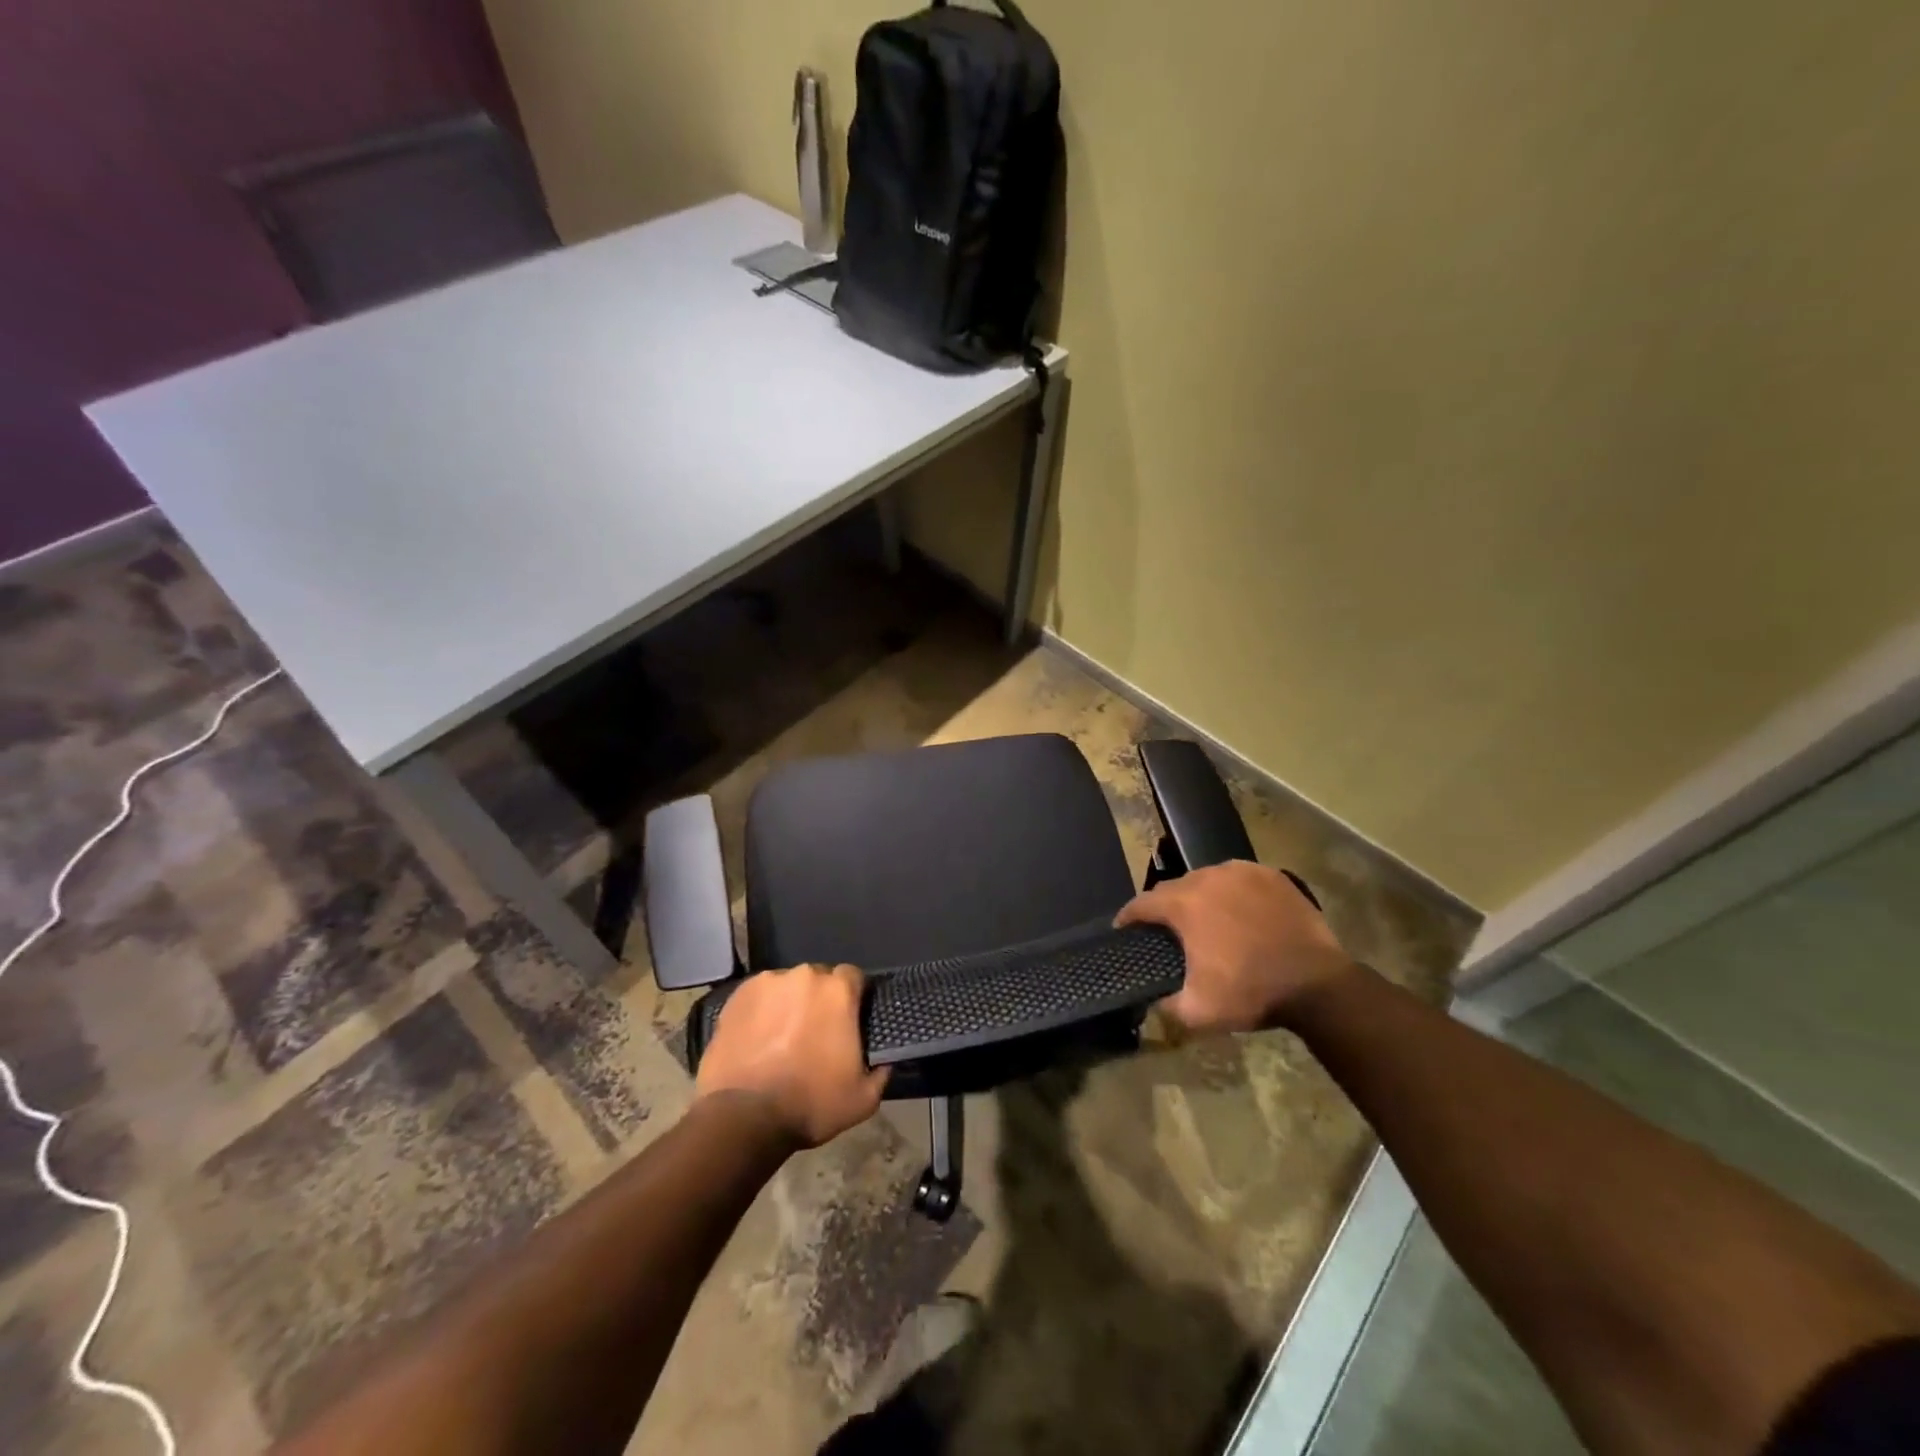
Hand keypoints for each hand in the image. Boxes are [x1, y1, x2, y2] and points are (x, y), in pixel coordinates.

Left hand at [695, 964, 888, 1147]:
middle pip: (818, 979)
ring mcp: (767, 982)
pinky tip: (757, 1038)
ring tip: (781, 1037)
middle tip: (814, 1033)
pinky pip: (758, 996)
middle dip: (819, 1001)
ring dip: (789, 1004)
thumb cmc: (810, 1104)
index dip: (853, 998)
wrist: (744, 1117)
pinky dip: (761, 1011)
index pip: (853, 977)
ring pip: (787, 987)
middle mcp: (804, 975)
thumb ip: (881, 1071)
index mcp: (838, 991)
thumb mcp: (863, 1099)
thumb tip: (884, 1060)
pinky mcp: (737, 996)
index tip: (848, 1021)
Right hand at [1117, 860, 1355, 1035]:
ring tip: (1206, 920)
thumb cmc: (1252, 992)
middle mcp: (1208, 877)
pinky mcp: (1272, 875)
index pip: (1142, 903)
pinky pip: (1239, 878)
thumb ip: (1165, 1005)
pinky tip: (1239, 912)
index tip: (1123, 929)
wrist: (1317, 985)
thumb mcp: (1198, 1011)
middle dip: (1166, 907)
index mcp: (1184, 903)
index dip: (1128, 917)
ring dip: (1200, 897)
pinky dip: (1233, 892)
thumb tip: (1151, 1000)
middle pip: (1175, 888)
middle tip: (1169, 932)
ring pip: (1207, 879)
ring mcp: (1242, 872)